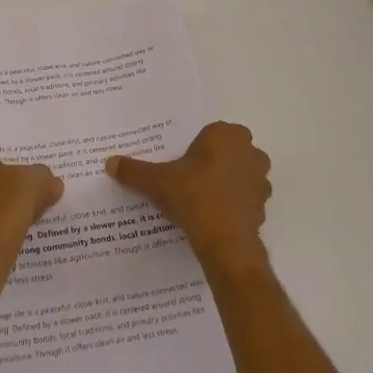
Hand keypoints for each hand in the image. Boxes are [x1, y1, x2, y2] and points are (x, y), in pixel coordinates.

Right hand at [106, 121, 271, 276]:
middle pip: (230, 151)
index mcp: (225, 135)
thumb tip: (110, 163)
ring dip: (229, 183)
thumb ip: (134, 170)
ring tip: (204, 200)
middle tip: (193, 178)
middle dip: (216, 162)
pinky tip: (216, 218)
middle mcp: (249, 151)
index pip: (212, 132)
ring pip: (243, 174)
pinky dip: (235, 205)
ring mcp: (260, 179)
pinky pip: (247, 199)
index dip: (198, 147)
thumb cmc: (192, 196)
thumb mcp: (156, 181)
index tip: (184, 163)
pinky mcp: (263, 205)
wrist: (224, 239)